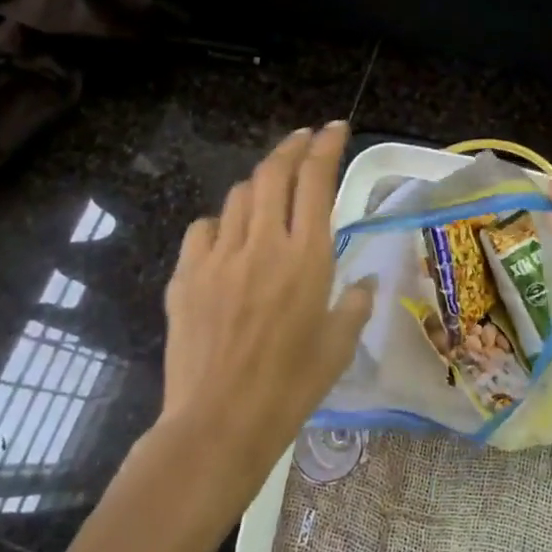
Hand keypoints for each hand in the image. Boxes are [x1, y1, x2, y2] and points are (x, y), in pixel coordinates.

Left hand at [159, 121, 372, 472]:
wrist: (219, 423)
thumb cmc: (291, 388)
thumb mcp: (338, 347)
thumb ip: (355, 305)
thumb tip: (366, 284)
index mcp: (307, 258)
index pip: (316, 180)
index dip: (326, 146)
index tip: (334, 128)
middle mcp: (263, 244)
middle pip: (273, 173)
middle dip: (291, 146)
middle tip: (303, 138)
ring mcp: (219, 256)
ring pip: (238, 196)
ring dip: (258, 184)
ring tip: (269, 192)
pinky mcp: (186, 275)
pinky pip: (204, 228)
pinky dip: (221, 222)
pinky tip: (228, 239)